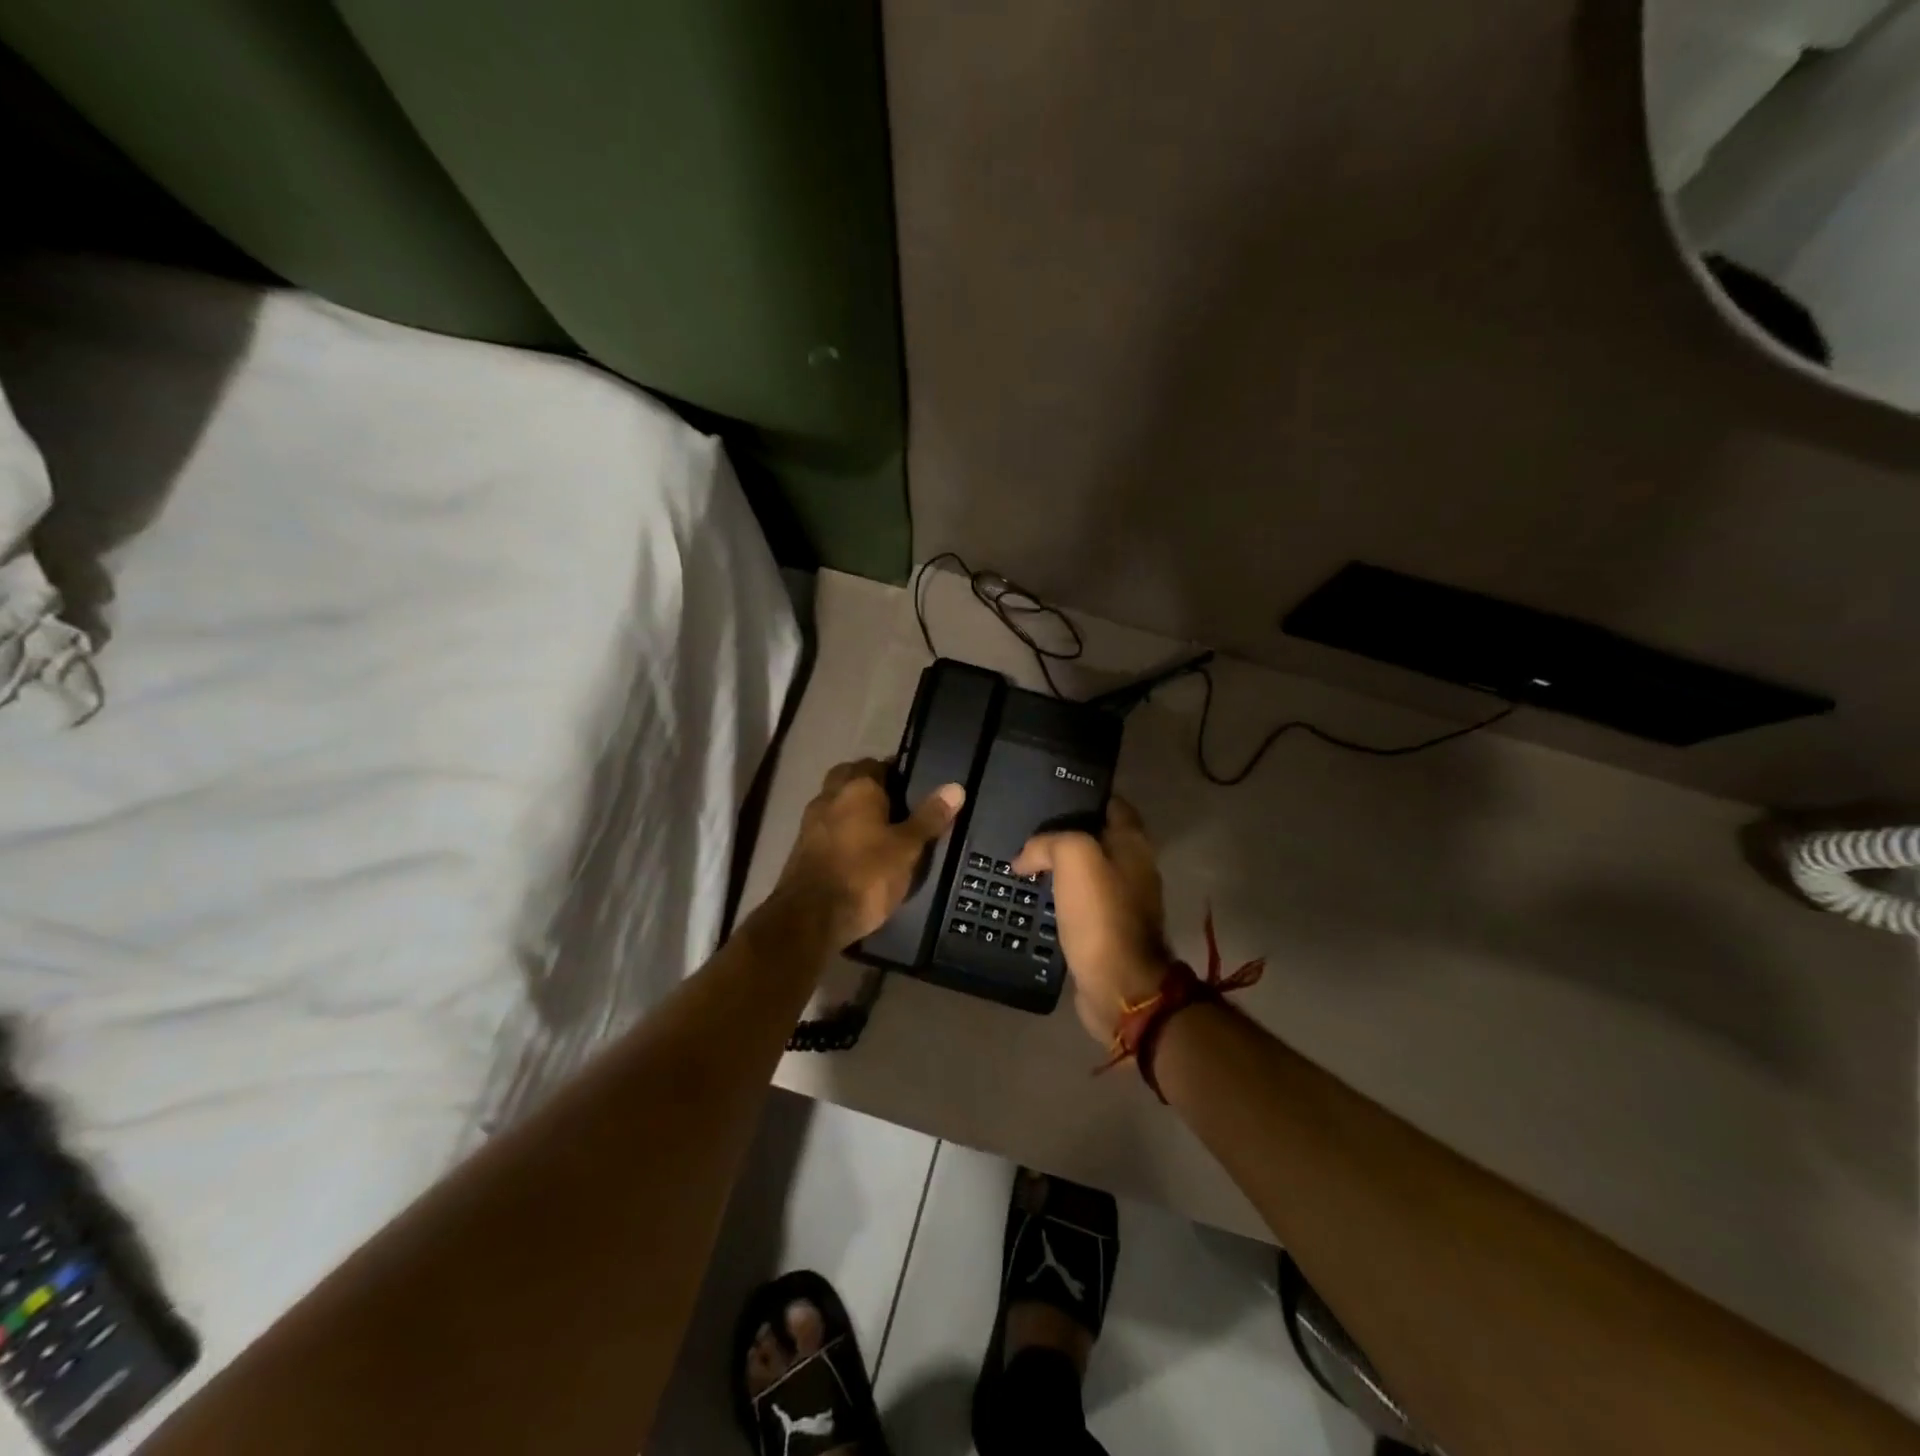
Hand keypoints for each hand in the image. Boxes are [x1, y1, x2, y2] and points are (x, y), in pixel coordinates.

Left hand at [776, 759, 964, 947]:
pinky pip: (825, 827)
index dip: (895, 773)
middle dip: (869, 785)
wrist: (811, 918)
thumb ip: (930, 817)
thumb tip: (956, 787)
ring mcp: (810, 821)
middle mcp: (830, 796)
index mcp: (858, 787)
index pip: (877, 764)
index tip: (912, 789)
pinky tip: (856, 851)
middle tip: (895, 806)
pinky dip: (840, 831)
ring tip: (878, 830)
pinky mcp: (801, 848)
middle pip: (849, 777)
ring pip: (835, 802)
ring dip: (851, 808)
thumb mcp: (908, 848)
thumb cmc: (866, 875)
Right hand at [1013, 797, 1171, 1045]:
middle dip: (1066, 832)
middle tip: (1028, 829)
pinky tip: (1034, 897)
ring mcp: (1123, 901)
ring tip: (1023, 862)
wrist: (1118, 985)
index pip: (1112, 804)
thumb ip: (1050, 842)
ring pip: (1087, 871)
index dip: (1083, 796)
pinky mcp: (1107, 930)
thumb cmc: (1101, 915)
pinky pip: (1080, 902)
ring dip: (1060, 867)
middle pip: (1097, 838)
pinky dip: (1060, 897)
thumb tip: (1025, 857)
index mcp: (1134, 844)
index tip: (1050, 794)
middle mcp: (1134, 868)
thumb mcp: (1075, 858)